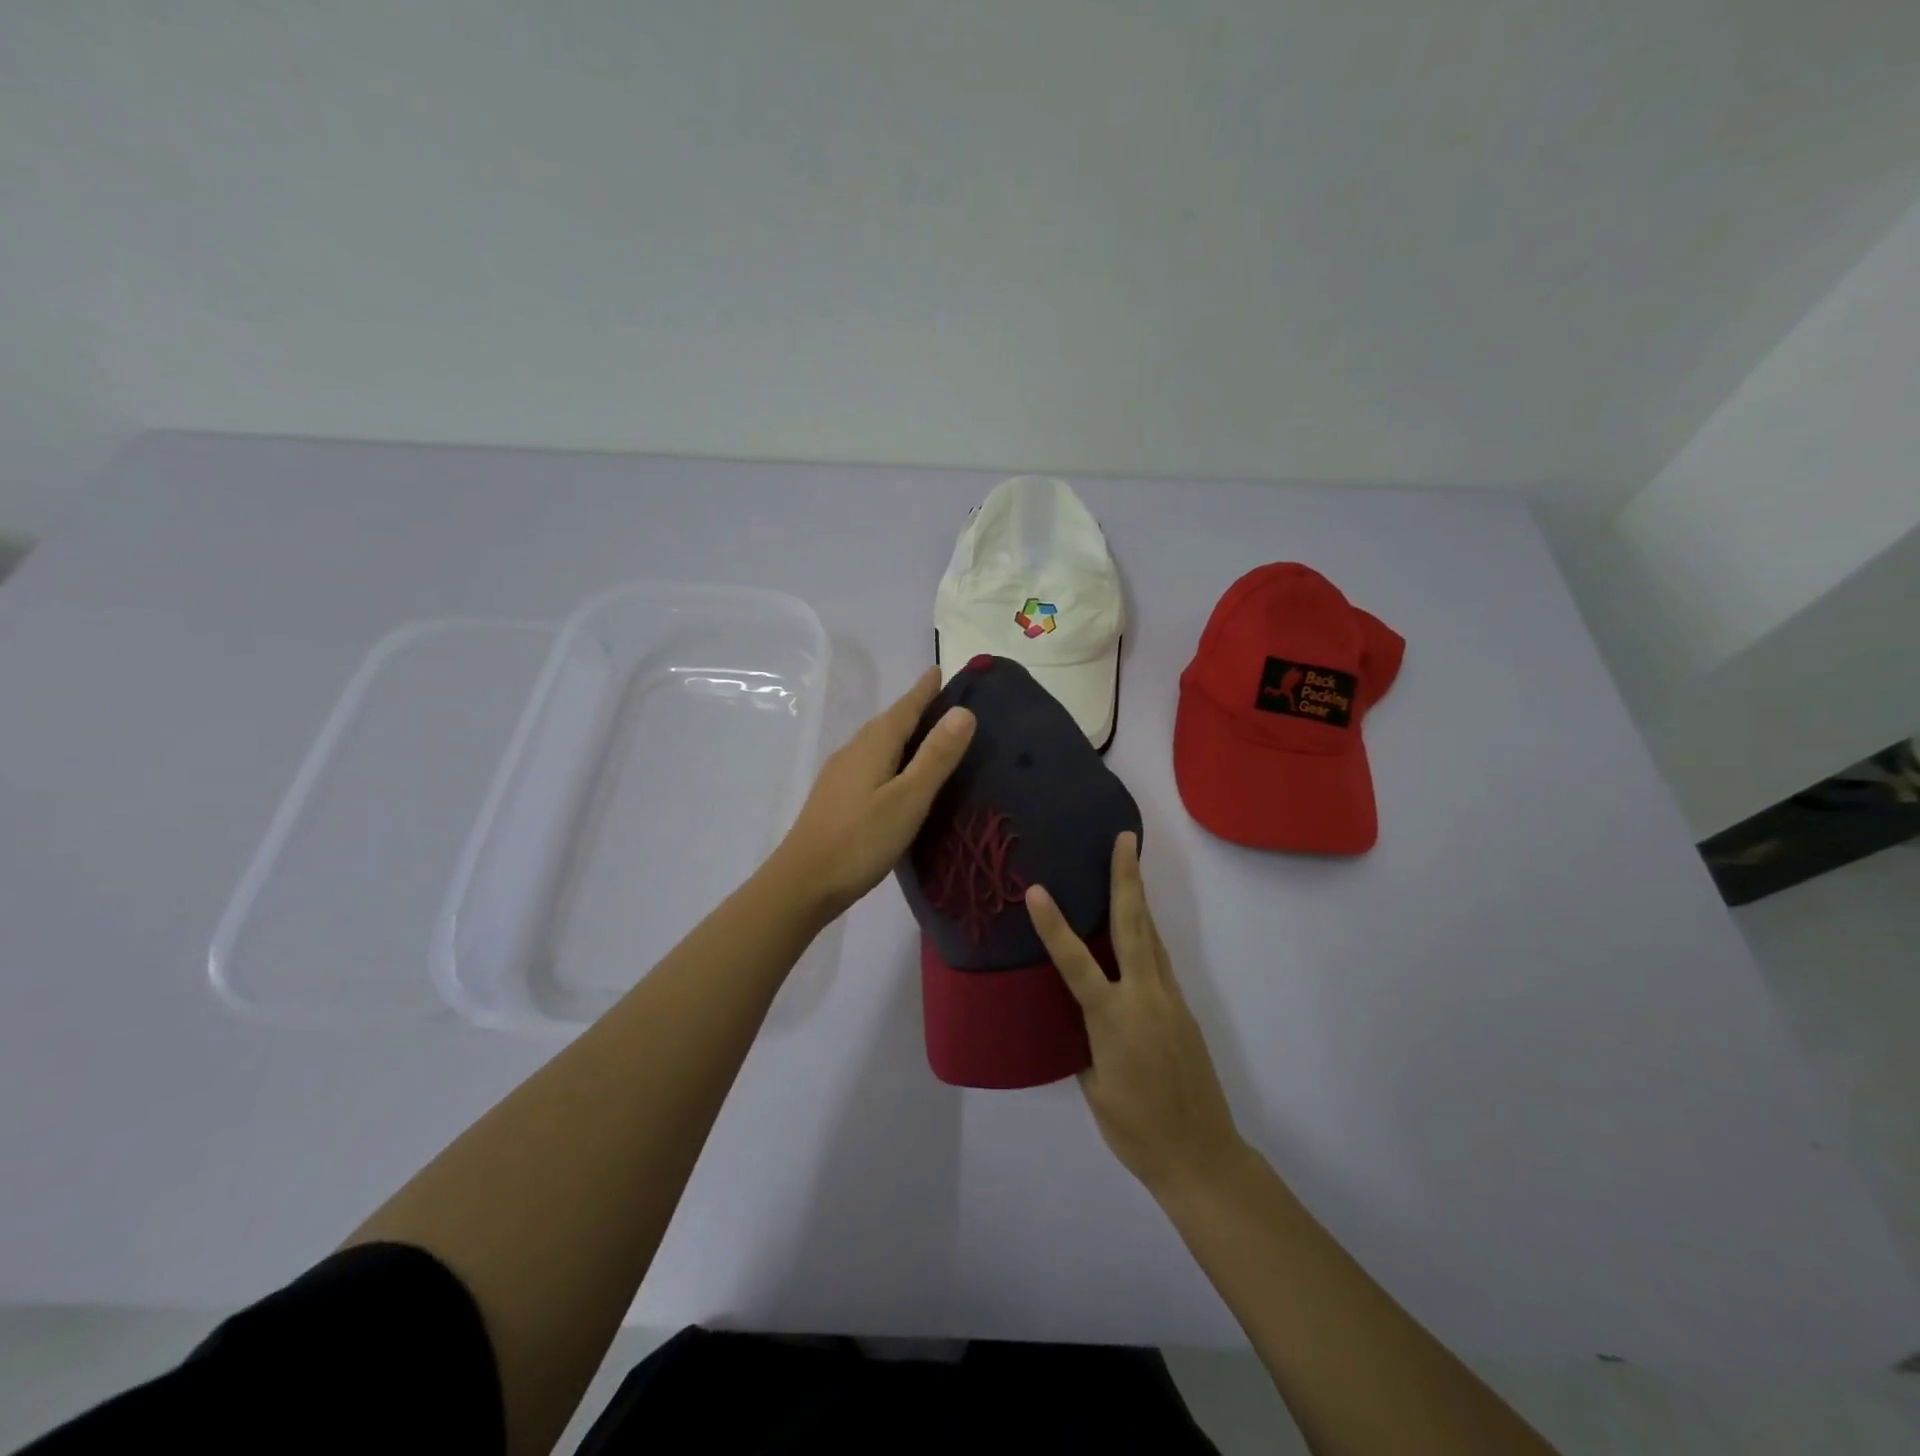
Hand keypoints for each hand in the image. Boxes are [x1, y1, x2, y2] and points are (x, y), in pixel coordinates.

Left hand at [771, 667, 975, 921]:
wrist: (802, 883)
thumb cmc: (861, 840)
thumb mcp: (909, 798)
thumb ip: (936, 756)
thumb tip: (963, 711)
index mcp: (873, 745)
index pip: (904, 708)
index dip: (924, 690)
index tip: (938, 670)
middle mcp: (853, 751)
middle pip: (888, 722)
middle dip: (914, 708)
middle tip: (942, 701)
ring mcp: (839, 774)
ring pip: (876, 743)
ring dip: (901, 733)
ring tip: (925, 736)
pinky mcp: (835, 797)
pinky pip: (869, 762)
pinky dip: (889, 757)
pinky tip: (895, 775)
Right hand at [1026, 832, 1246, 1197]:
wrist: (1201, 1157)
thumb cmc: (1136, 1130)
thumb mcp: (1094, 1086)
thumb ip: (1085, 1041)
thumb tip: (1080, 1015)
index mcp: (1113, 1020)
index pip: (1076, 964)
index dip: (1054, 927)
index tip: (1036, 890)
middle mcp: (1145, 999)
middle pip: (1134, 927)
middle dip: (1126, 880)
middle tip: (1124, 840)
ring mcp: (1169, 1001)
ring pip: (1151, 939)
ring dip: (1139, 900)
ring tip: (1129, 866)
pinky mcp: (1183, 1010)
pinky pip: (1160, 962)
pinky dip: (1146, 936)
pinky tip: (1137, 931)